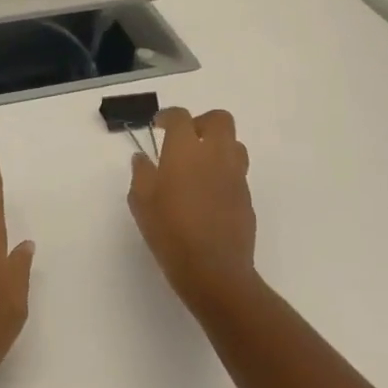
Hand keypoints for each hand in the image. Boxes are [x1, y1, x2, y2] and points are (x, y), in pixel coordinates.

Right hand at [128, 107, 257, 307]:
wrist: (214, 270)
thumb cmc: (170, 232)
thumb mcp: (141, 202)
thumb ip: (141, 174)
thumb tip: (142, 158)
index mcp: (186, 150)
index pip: (180, 117)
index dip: (168, 116)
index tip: (158, 125)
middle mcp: (215, 155)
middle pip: (219, 119)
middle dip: (202, 122)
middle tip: (185, 139)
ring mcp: (235, 176)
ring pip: (234, 144)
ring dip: (217, 145)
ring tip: (199, 165)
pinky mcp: (246, 197)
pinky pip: (237, 172)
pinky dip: (223, 172)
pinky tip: (207, 193)